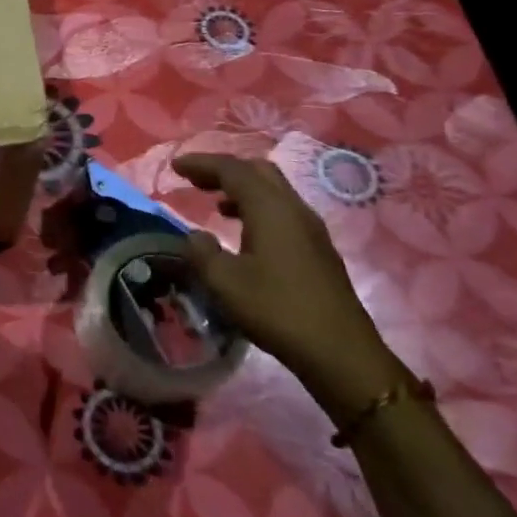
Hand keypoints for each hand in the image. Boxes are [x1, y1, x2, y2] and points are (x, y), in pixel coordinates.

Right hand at [173, 153, 407, 423]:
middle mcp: (294, 210)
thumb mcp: (225, 282)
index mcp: (271, 209)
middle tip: (195, 180)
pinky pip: (283, 212)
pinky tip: (245, 232)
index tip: (176, 166)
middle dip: (224, 170)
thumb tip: (195, 235)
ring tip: (215, 203)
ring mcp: (311, 229)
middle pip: (258, 172)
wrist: (340, 352)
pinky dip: (257, 208)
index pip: (233, 170)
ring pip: (274, 191)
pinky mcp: (318, 250)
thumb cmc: (277, 310)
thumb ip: (202, 252)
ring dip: (242, 189)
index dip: (202, 164)